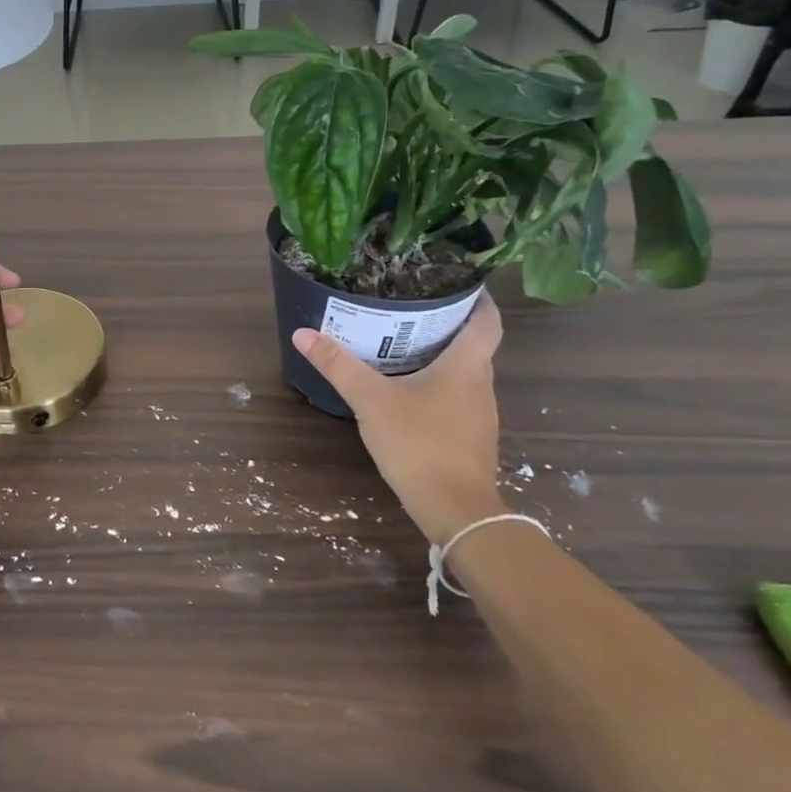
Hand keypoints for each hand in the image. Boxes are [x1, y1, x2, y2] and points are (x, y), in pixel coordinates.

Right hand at [293, 292, 504, 543]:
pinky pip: (459, 400)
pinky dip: (440, 387)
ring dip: (443, 359)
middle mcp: (481, 385)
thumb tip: (303, 332)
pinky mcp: (472, 439)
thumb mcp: (371, 400)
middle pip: (474, 346)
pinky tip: (410, 393)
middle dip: (448, 326)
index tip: (457, 282)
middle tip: (412, 311)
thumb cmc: (419, 443)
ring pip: (466, 374)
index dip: (478, 298)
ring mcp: (480, 415)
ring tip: (406, 346)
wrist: (455, 509)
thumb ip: (338, 366)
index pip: (487, 321)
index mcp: (466, 367)